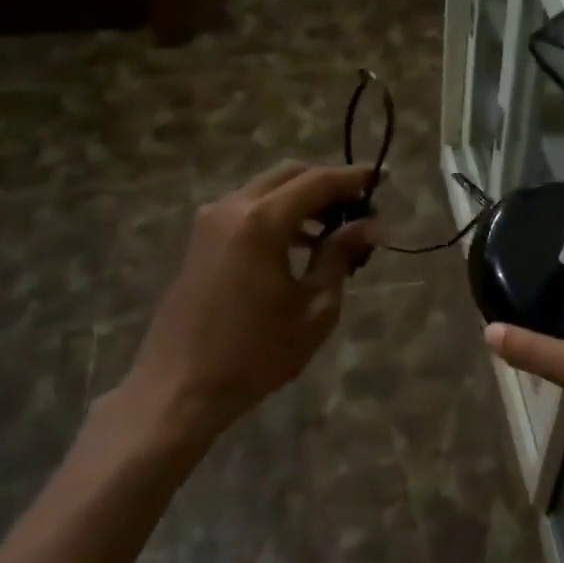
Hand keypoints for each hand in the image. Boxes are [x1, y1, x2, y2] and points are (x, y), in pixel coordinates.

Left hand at [104, 161, 377, 460]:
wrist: (181, 387)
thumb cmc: (257, 353)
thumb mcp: (315, 307)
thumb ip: (340, 256)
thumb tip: (369, 224)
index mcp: (262, 221)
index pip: (317, 182)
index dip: (353, 178)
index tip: (382, 178)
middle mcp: (231, 207)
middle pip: (288, 175)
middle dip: (327, 183)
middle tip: (360, 205)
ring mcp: (210, 222)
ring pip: (266, 190)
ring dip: (302, 199)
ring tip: (336, 230)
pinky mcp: (200, 240)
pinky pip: (247, 210)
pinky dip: (278, 215)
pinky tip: (301, 244)